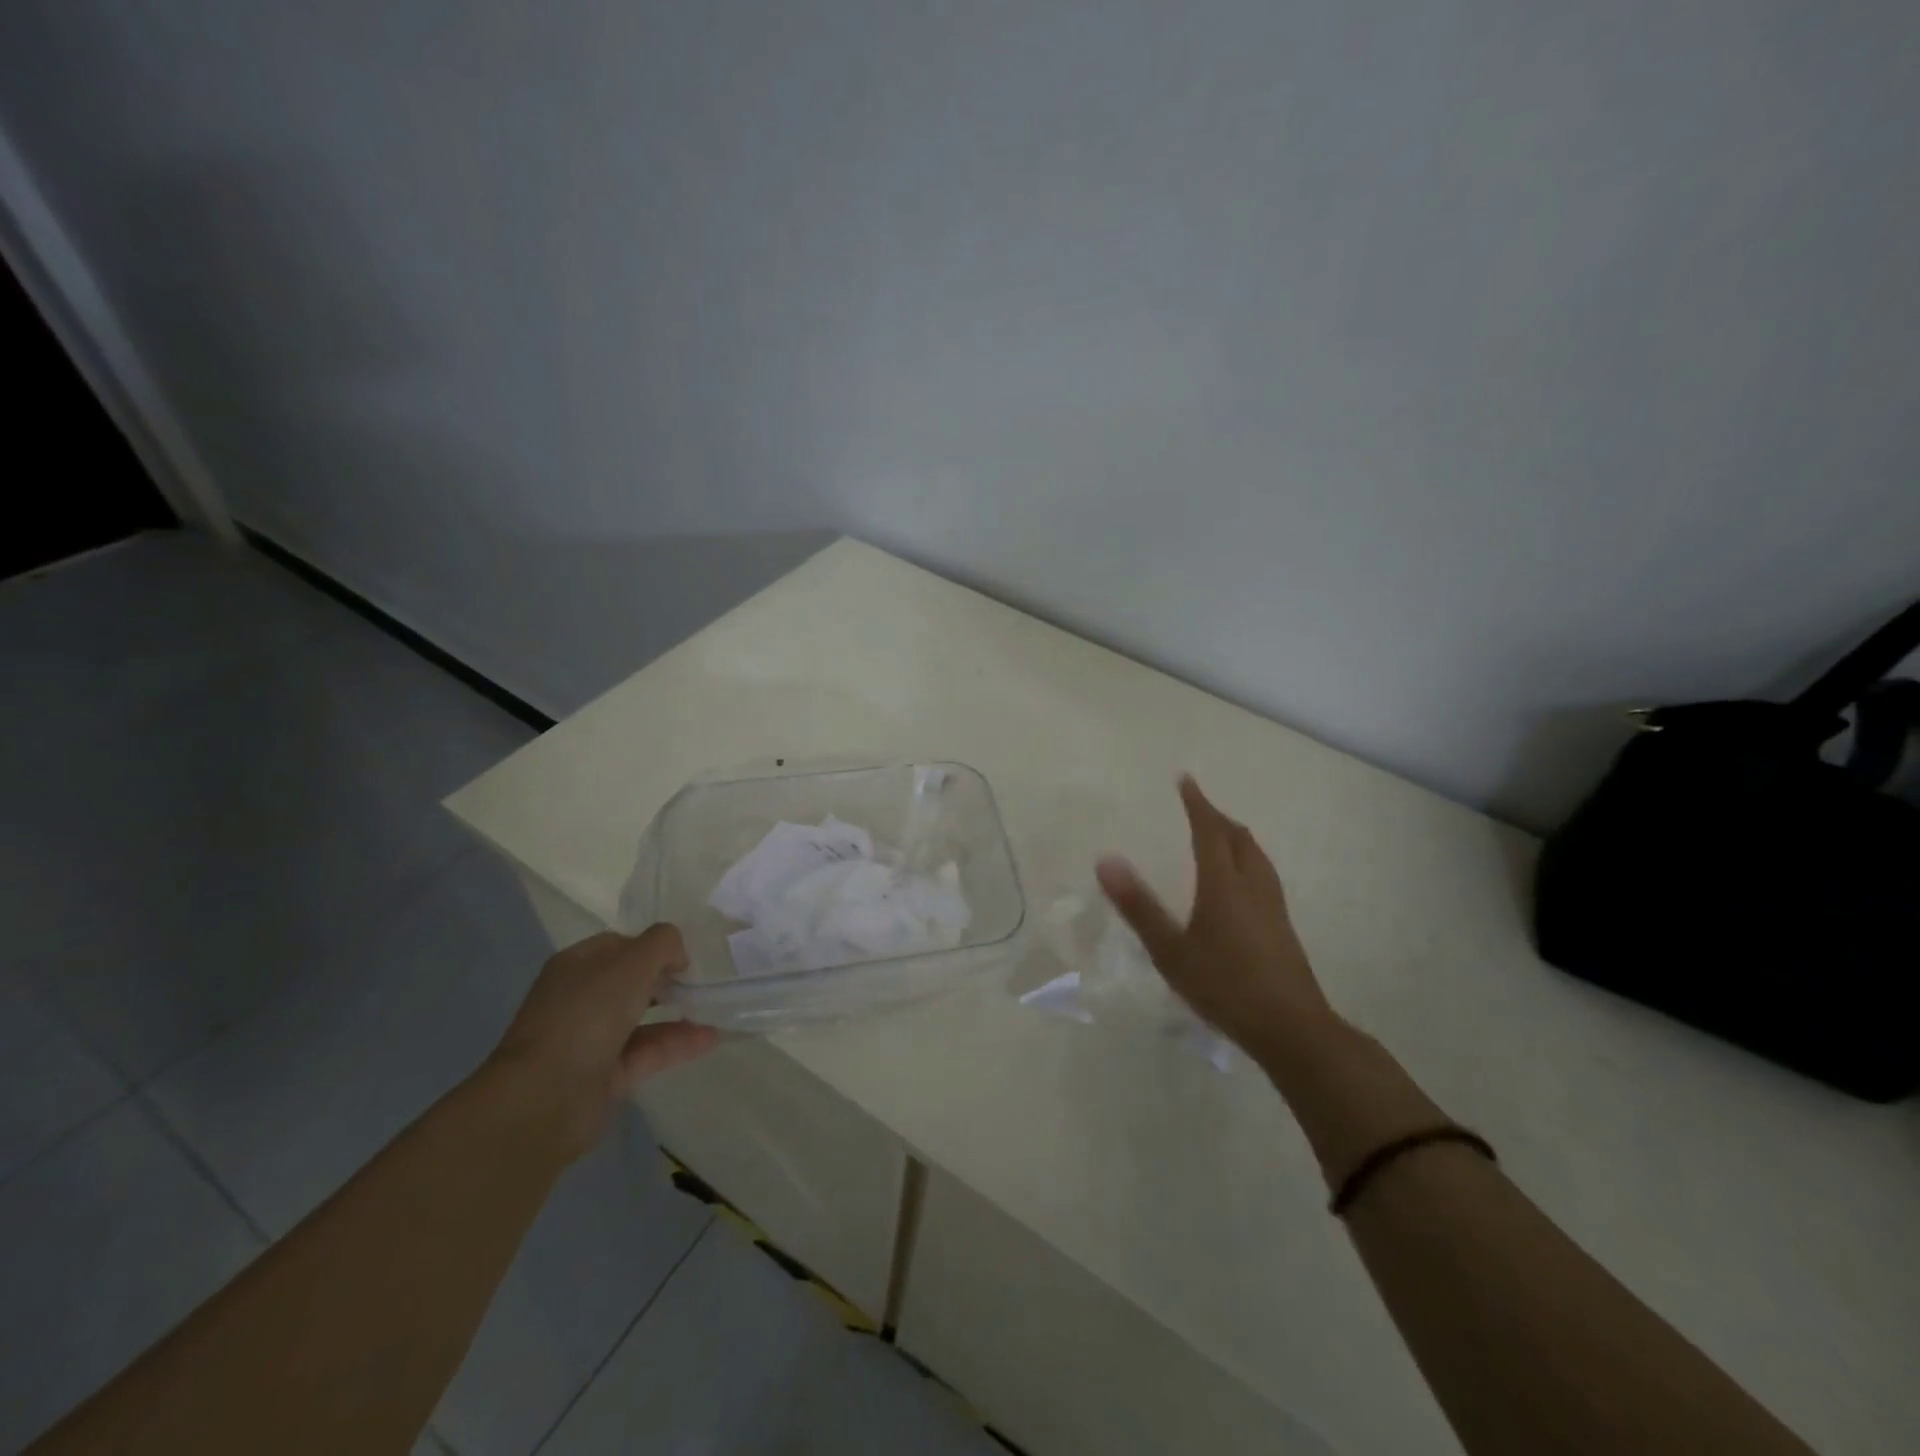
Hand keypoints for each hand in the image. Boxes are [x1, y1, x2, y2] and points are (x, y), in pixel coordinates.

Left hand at [489, 925, 718, 1160]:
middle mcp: (579, 999)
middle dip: (664, 979)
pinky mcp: (603, 1076)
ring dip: (677, 1012)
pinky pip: (647, 1052)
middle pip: (629, 981)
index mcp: (576, 966)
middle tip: (699, 980)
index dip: (651, 945)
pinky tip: (710, 1037)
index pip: (618, 945)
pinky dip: (677, 1044)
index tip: (683, 955)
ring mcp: (589, 1039)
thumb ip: (662, 944)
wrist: (545, 1097)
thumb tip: (677, 954)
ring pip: (640, 1019)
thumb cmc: (587, 1015)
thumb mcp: (632, 963)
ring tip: (714, 1007)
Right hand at [1096, 776, 1336, 1060]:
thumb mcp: (1171, 951)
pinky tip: (1241, 883)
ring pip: (1256, 856)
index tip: (1186, 780)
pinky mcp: (1282, 927)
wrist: (1291, 1029)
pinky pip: (1263, 874)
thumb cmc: (1225, 987)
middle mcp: (1252, 886)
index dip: (1197, 804)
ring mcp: (1273, 907)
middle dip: (1217, 817)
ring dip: (1236, 837)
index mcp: (1224, 885)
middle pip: (1238, 838)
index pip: (1209, 831)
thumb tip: (1106, 860)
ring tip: (1220, 835)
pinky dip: (1247, 860)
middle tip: (1197, 806)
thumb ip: (1138, 906)